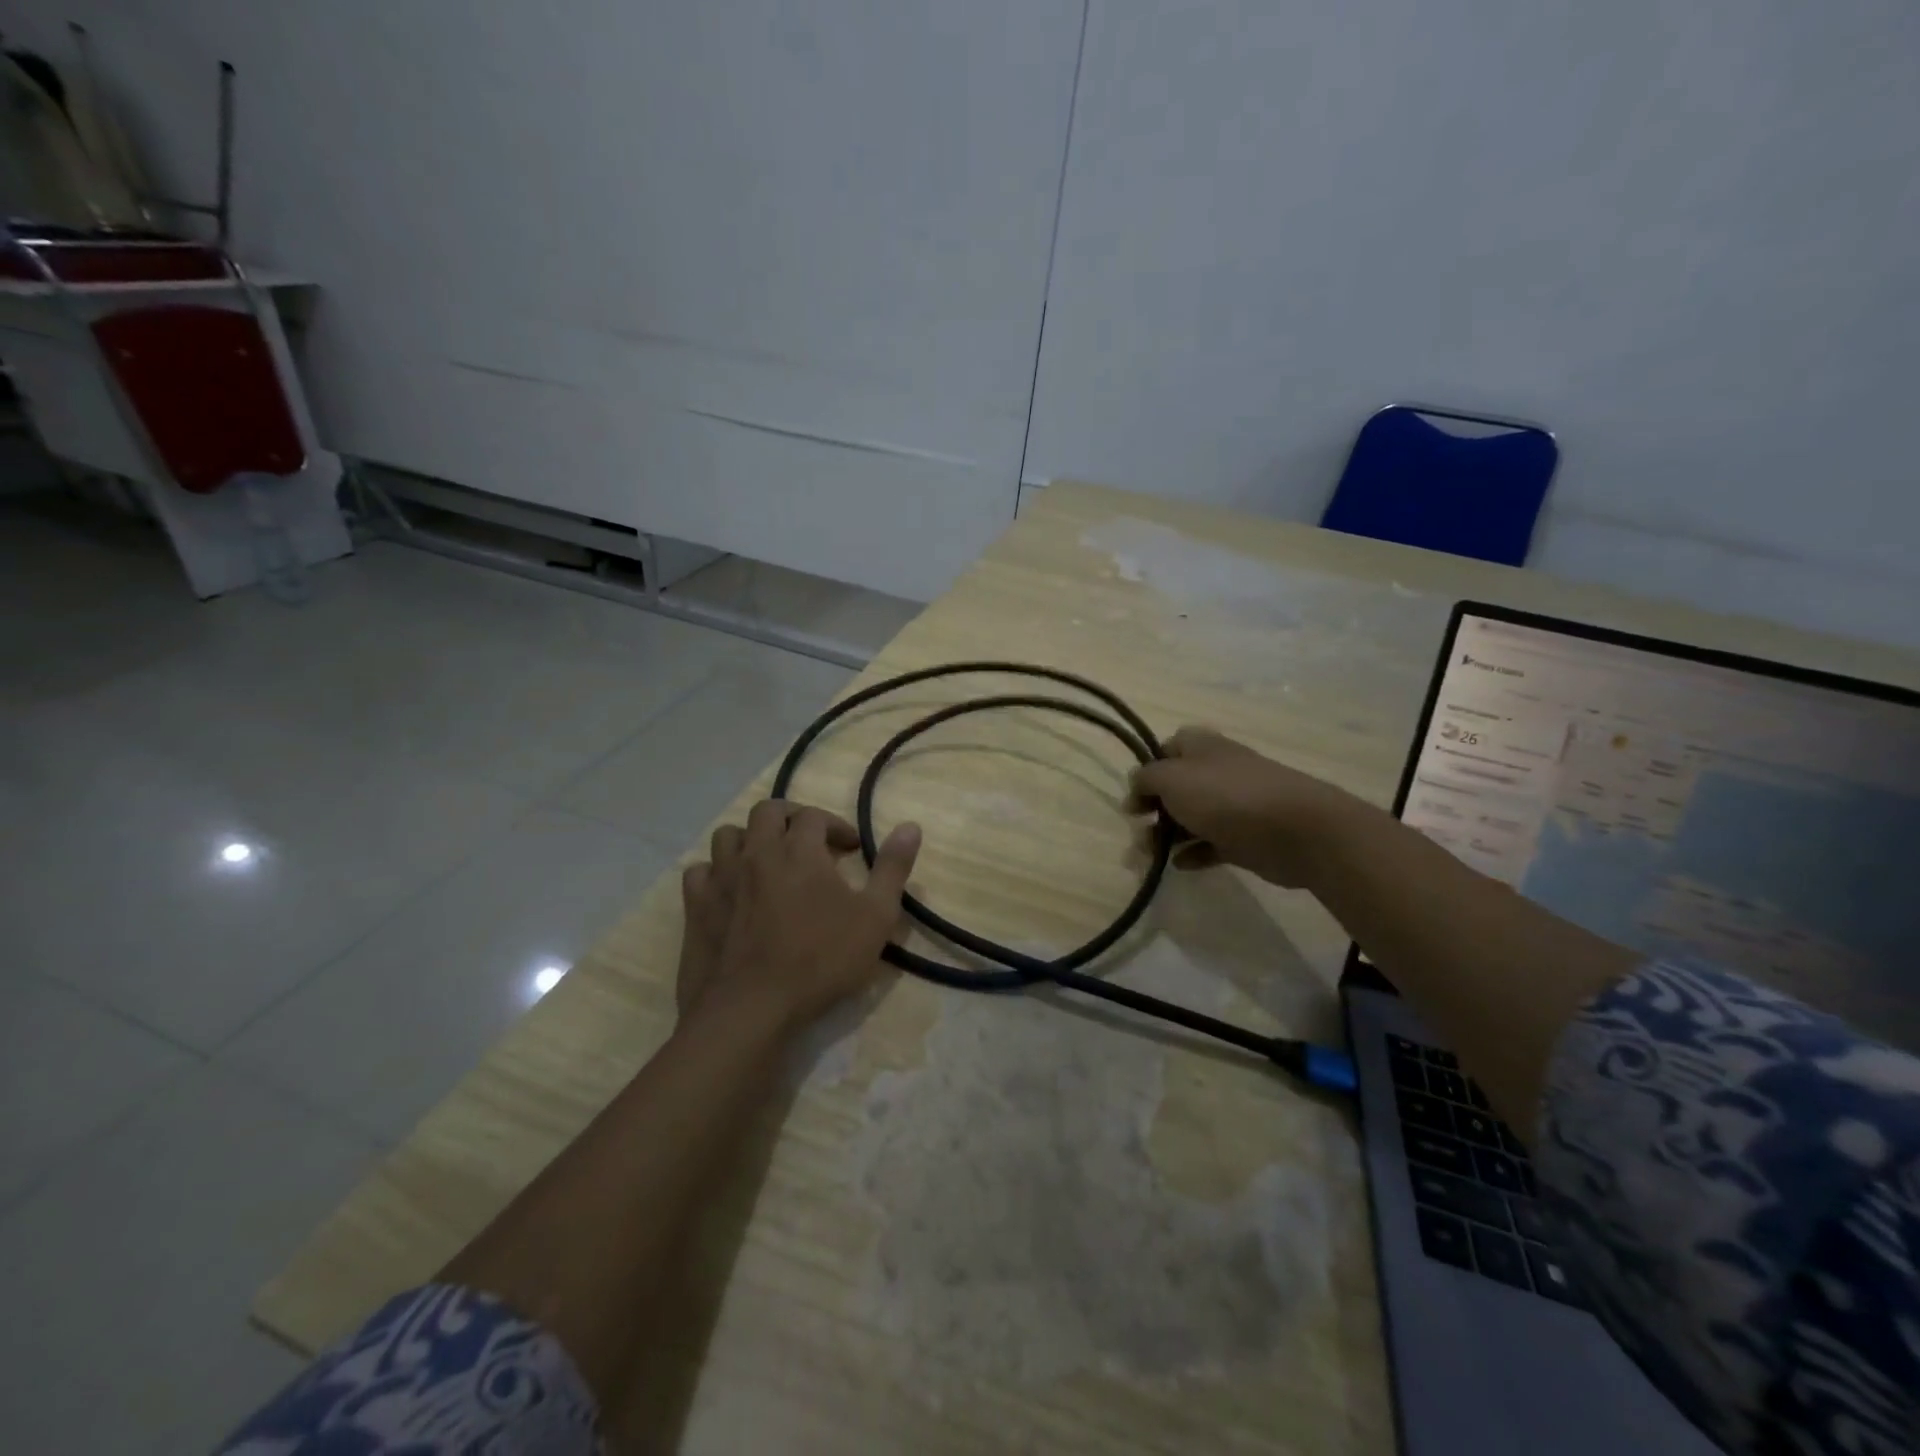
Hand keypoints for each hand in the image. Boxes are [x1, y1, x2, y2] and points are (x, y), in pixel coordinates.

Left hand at [677, 799, 921, 1034]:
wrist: (750, 1009)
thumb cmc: (820, 961)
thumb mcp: (874, 918)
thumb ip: (892, 869)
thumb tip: (911, 826)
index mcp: (799, 850)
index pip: (814, 815)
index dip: (835, 826)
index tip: (850, 849)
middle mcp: (756, 852)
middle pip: (767, 811)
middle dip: (790, 818)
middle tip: (808, 843)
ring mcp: (721, 878)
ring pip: (728, 835)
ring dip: (750, 839)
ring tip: (767, 861)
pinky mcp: (696, 906)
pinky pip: (699, 871)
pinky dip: (715, 872)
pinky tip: (730, 891)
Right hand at [1127, 727, 1369, 887]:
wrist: (1296, 830)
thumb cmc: (1226, 796)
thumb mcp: (1172, 778)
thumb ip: (1146, 779)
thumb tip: (1137, 786)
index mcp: (1201, 747)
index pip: (1166, 748)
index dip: (1147, 769)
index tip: (1134, 796)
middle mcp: (1216, 771)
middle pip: (1176, 787)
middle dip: (1152, 808)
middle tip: (1136, 829)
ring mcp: (1233, 805)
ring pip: (1191, 817)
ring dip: (1166, 835)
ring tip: (1147, 856)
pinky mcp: (1244, 838)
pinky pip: (1210, 844)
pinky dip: (1193, 853)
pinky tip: (1178, 865)